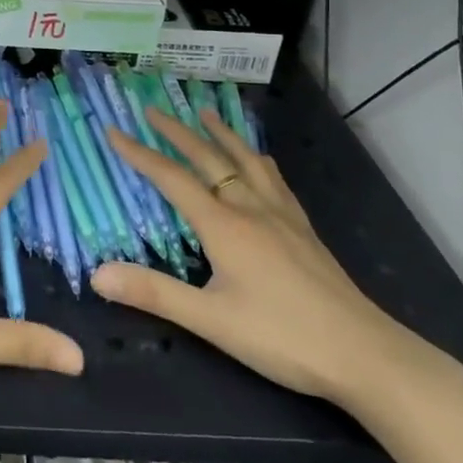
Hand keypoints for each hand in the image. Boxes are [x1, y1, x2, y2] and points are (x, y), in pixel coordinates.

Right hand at [96, 109, 433, 410]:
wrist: (364, 353)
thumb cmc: (282, 337)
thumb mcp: (211, 320)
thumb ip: (154, 293)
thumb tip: (97, 274)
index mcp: (223, 225)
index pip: (171, 179)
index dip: (139, 153)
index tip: (113, 130)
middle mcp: (250, 208)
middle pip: (208, 158)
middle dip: (177, 132)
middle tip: (153, 108)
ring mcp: (281, 215)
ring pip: (245, 161)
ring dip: (220, 134)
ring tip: (205, 112)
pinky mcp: (303, 229)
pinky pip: (274, 179)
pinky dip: (256, 159)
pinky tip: (260, 160)